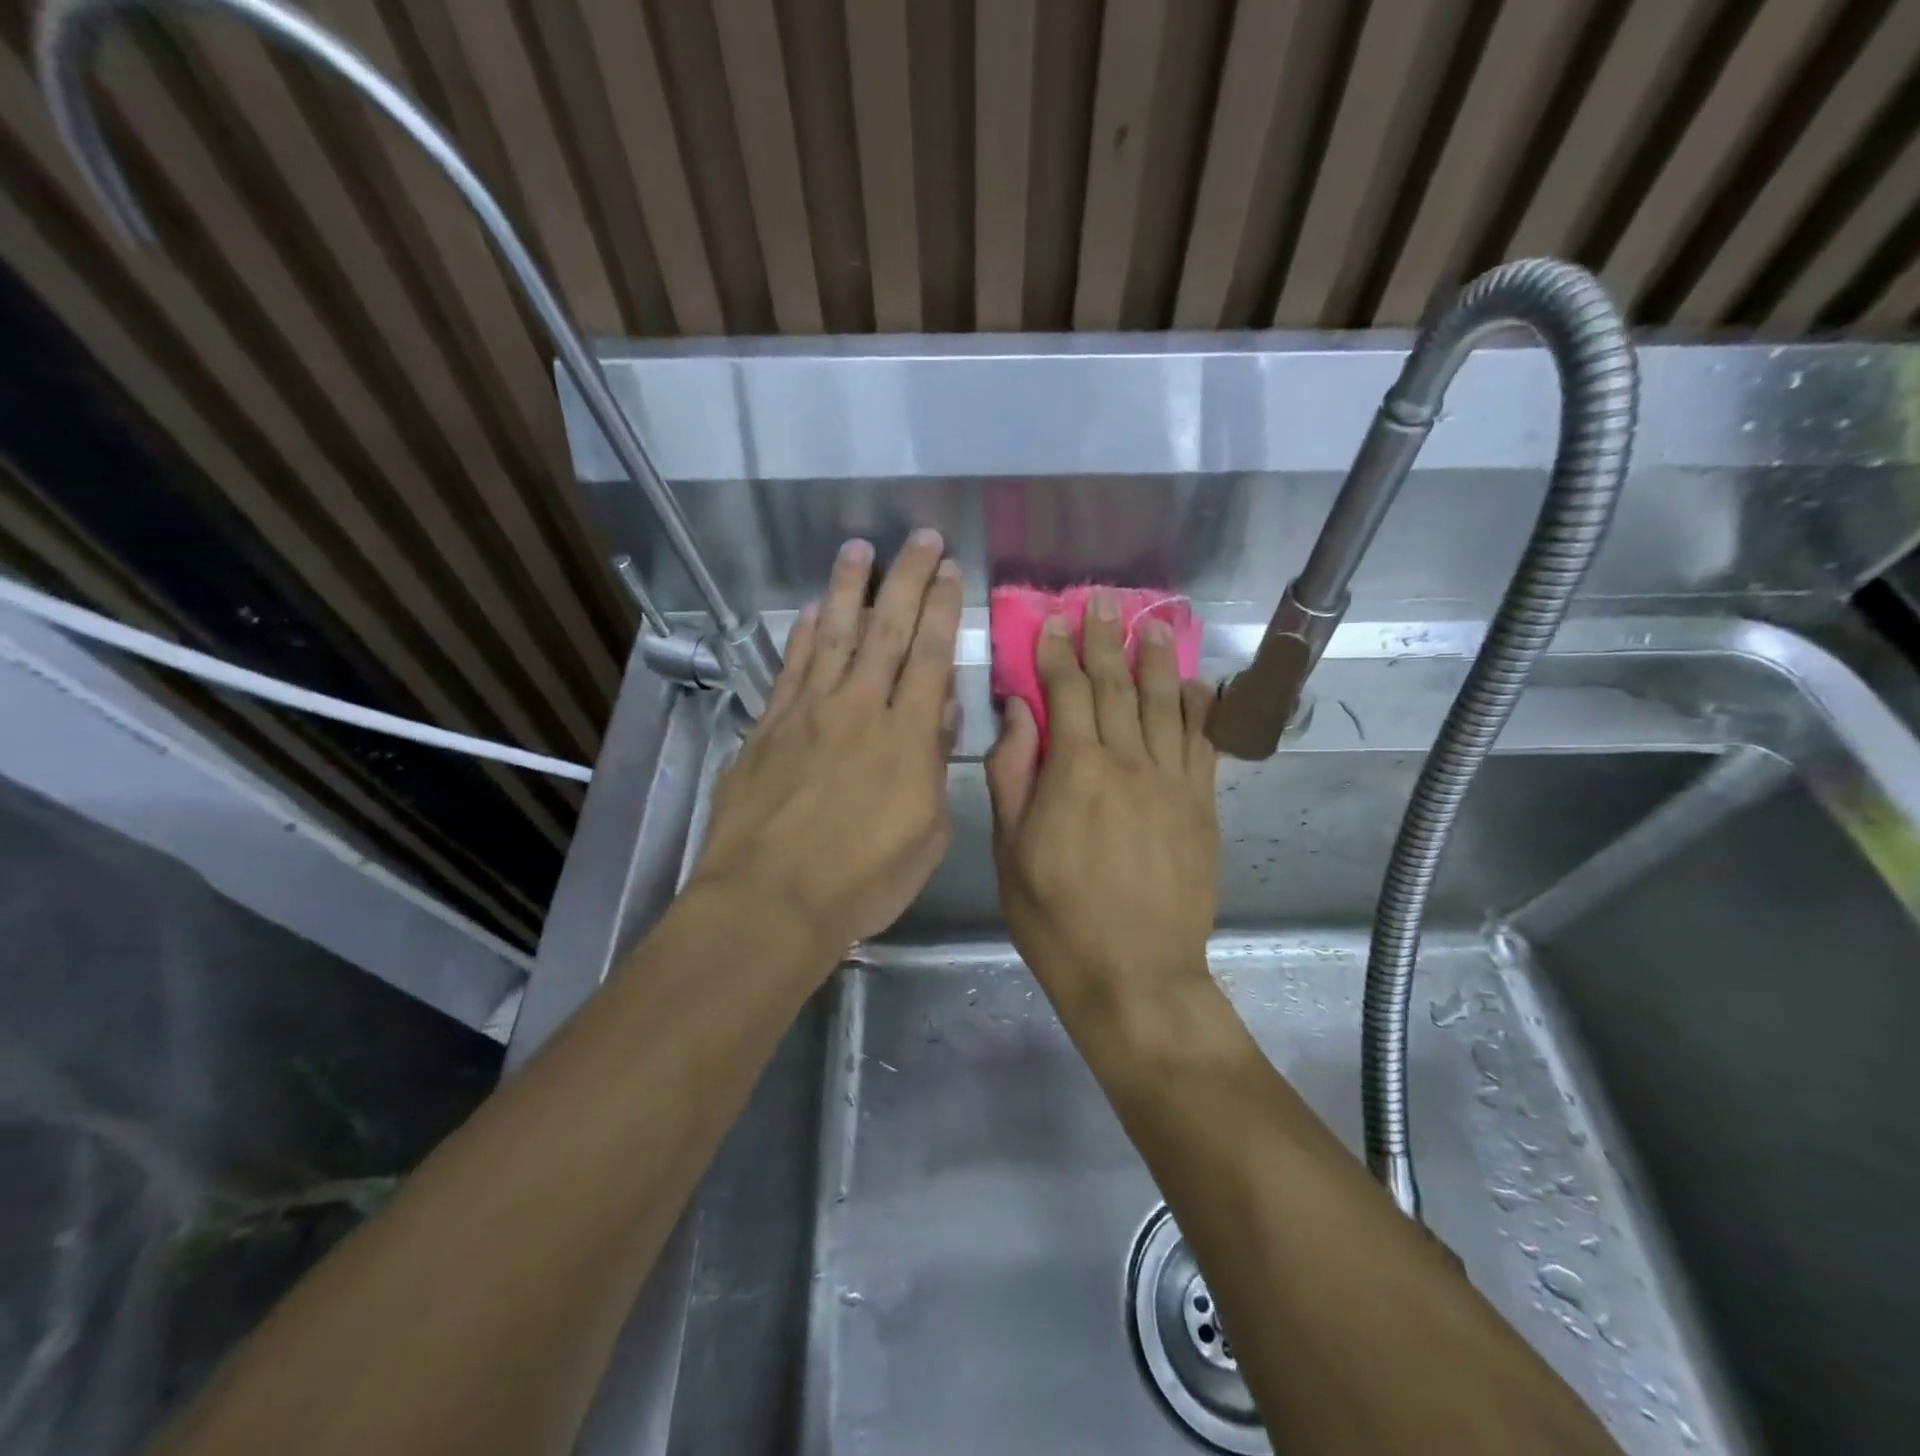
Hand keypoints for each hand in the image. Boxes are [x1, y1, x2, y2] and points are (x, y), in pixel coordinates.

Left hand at [689, 531, 960, 953]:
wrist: (770, 900)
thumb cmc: (862, 880)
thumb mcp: (927, 834)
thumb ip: (933, 765)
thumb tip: (937, 710)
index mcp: (907, 737)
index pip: (930, 655)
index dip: (941, 607)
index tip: (950, 569)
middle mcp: (859, 709)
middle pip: (887, 630)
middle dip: (907, 578)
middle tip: (920, 537)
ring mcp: (808, 713)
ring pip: (833, 635)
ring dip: (848, 589)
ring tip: (858, 548)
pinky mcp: (768, 727)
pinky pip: (789, 669)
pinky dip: (801, 635)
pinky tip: (808, 611)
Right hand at [986, 592, 1219, 1024]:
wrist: (1134, 973)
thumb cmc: (1056, 916)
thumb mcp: (1010, 850)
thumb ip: (1012, 775)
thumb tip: (1018, 713)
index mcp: (1074, 770)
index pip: (1066, 693)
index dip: (1058, 653)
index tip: (1054, 621)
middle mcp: (1127, 762)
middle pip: (1116, 687)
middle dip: (1106, 640)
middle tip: (1104, 602)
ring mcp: (1171, 782)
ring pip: (1165, 705)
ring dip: (1156, 660)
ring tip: (1152, 623)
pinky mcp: (1201, 807)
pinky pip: (1203, 745)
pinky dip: (1200, 710)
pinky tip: (1197, 684)